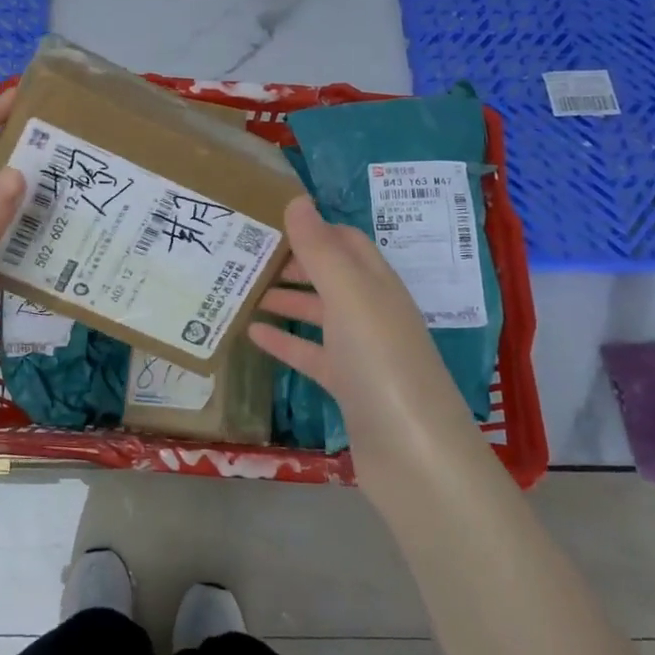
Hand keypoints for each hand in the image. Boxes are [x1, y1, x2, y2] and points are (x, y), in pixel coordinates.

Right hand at [251, 195, 483, 478]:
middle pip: (329, 275)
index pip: (345, 241)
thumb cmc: (380, 362)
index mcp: (377, 283)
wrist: (414, 455)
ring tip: (240, 290)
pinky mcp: (348, 387)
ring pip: (318, 313)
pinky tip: (252, 334)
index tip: (267, 221)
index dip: (311, 228)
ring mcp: (361, 351)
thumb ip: (320, 249)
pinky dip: (284, 341)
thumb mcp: (349, 296)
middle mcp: (372, 311)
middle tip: (244, 255)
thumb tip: (297, 199)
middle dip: (292, 262)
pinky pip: (311, 353)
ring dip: (284, 299)